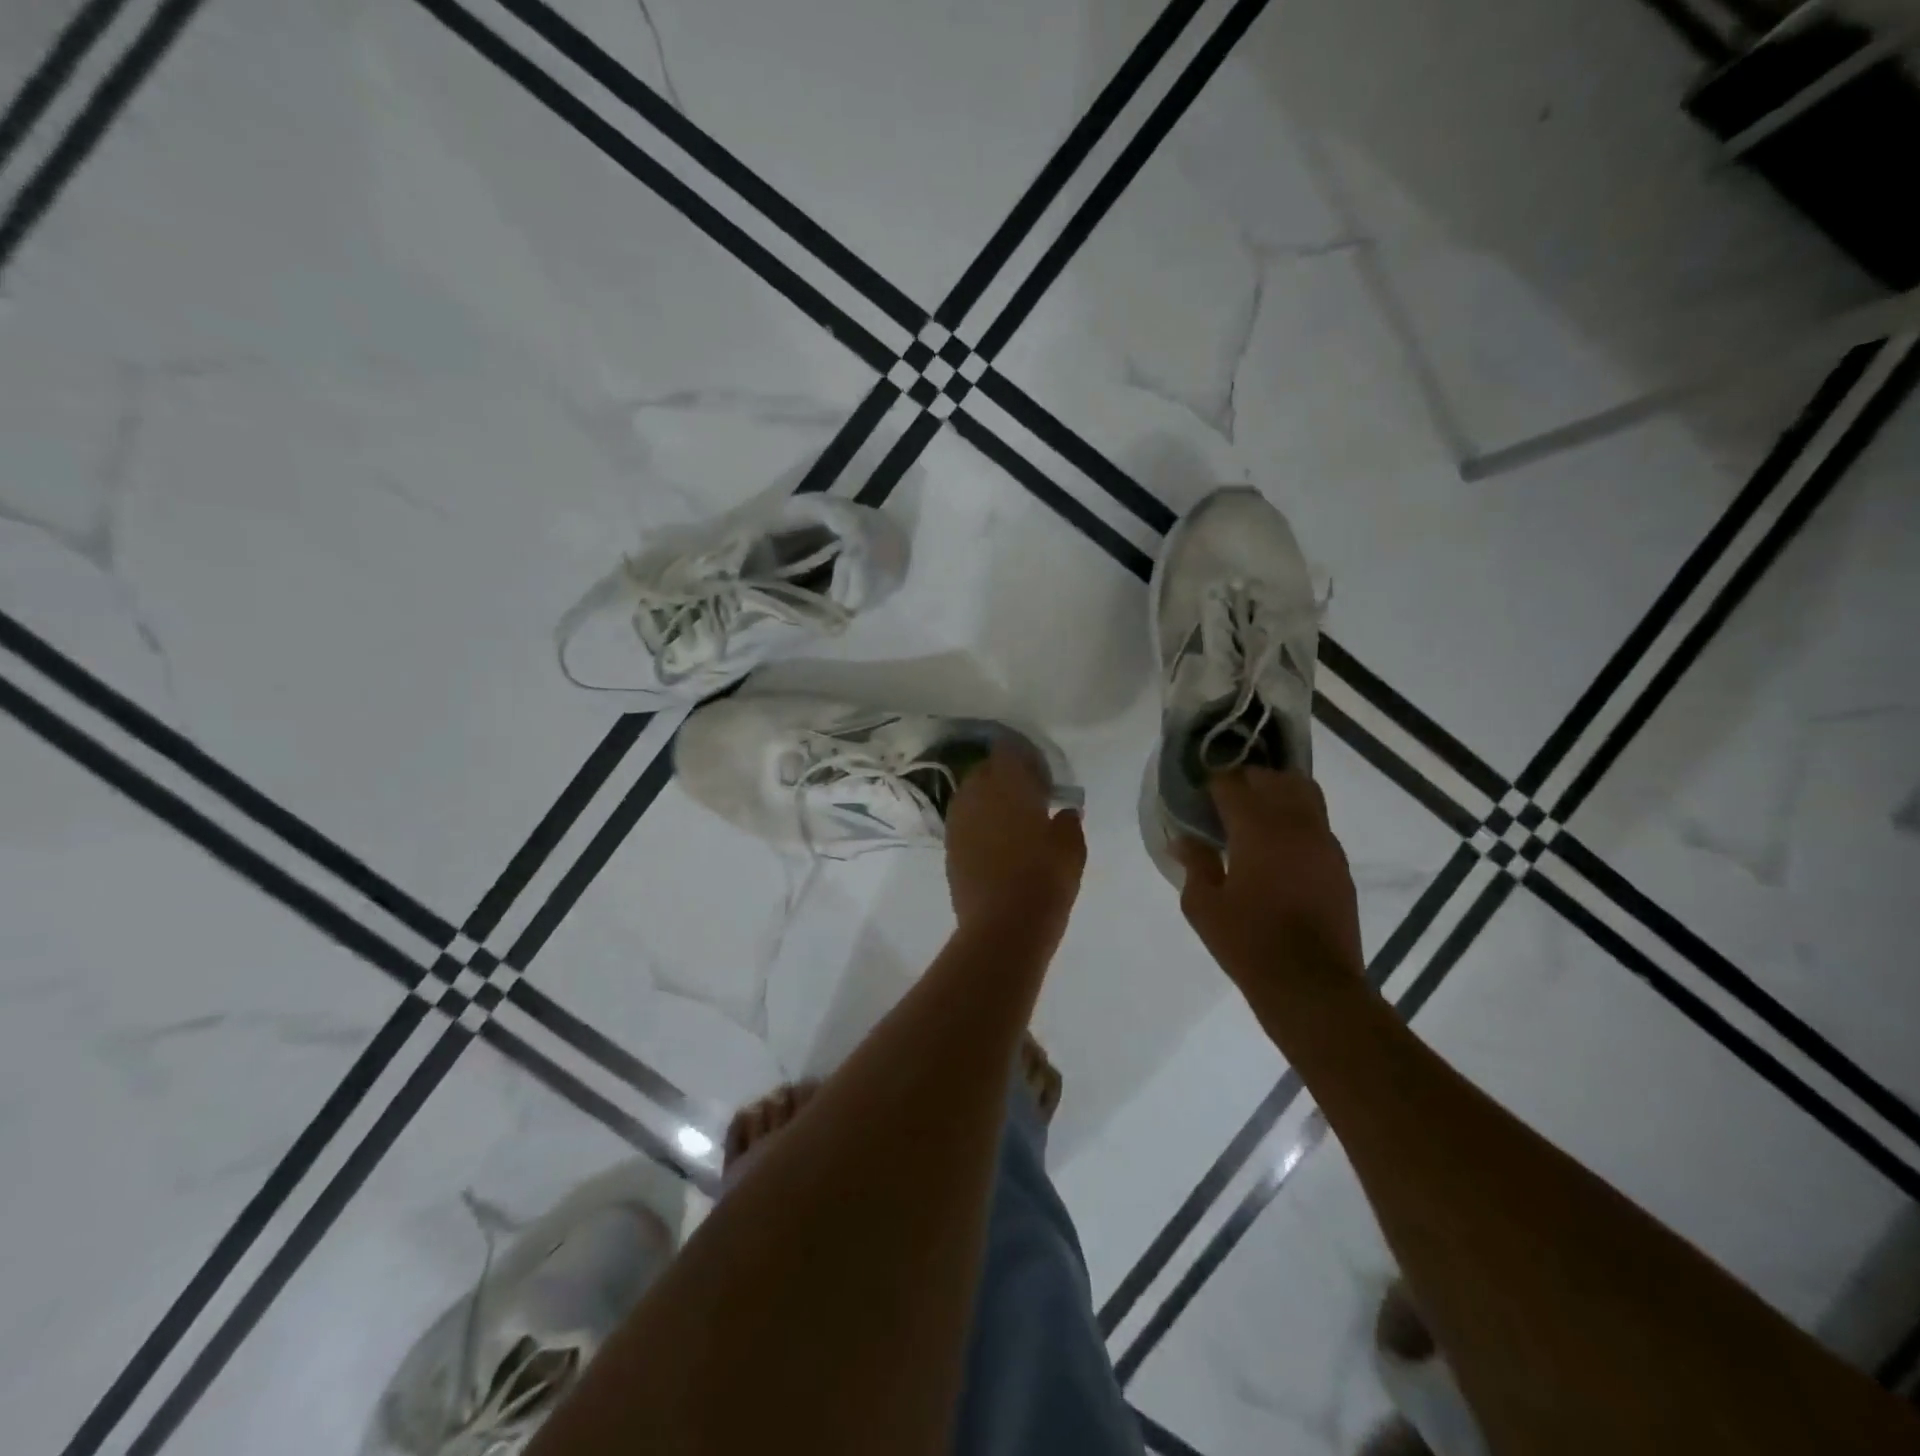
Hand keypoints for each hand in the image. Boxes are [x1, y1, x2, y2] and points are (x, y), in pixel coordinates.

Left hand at [945, 741, 1085, 949]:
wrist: (1003, 926)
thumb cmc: (1044, 879)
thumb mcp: (1072, 849)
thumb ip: (1069, 823)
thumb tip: (1064, 813)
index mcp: (1008, 784)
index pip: (1007, 751)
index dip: (1022, 758)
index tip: (1039, 774)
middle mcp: (976, 794)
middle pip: (985, 771)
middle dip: (1003, 777)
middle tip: (1026, 798)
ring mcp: (958, 820)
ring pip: (970, 795)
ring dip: (987, 800)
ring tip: (1009, 820)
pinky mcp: (949, 846)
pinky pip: (963, 821)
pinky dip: (977, 824)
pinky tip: (994, 842)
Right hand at [1174, 769, 1364, 989]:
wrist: (1311, 985)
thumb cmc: (1248, 943)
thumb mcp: (1203, 906)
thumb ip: (1194, 864)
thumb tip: (1184, 840)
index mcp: (1257, 829)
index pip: (1232, 783)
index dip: (1212, 783)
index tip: (1198, 794)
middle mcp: (1295, 824)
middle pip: (1273, 778)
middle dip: (1246, 781)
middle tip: (1224, 801)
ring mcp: (1323, 842)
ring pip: (1303, 792)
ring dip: (1276, 793)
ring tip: (1255, 815)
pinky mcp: (1339, 863)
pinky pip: (1316, 822)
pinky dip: (1295, 819)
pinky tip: (1277, 847)